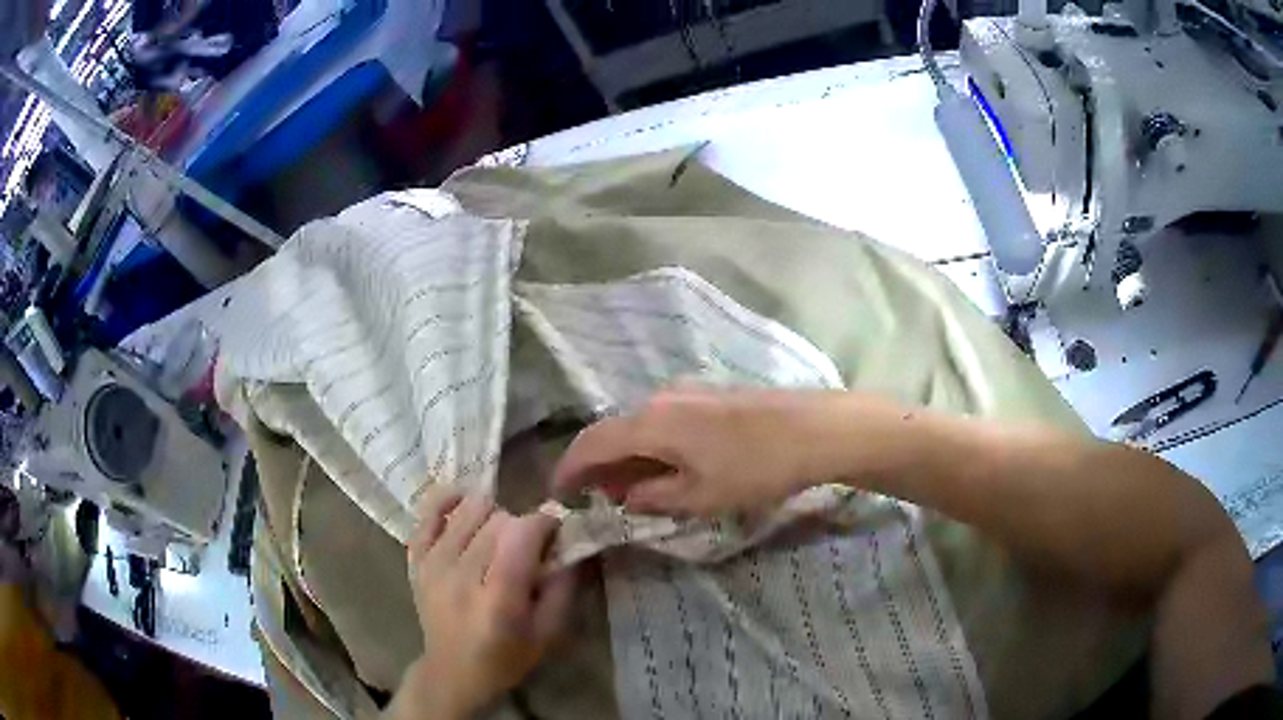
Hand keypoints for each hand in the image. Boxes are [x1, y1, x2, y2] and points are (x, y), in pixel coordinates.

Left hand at [401, 487, 575, 718]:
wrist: (453, 671)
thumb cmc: (507, 657)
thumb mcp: (549, 633)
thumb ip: (564, 587)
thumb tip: (570, 544)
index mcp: (499, 598)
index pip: (523, 534)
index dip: (545, 523)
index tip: (555, 533)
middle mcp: (463, 575)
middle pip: (498, 520)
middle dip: (521, 525)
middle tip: (529, 545)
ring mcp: (434, 563)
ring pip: (469, 510)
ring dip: (492, 514)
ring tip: (499, 535)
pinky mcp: (417, 558)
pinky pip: (428, 511)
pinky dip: (448, 500)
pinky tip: (464, 502)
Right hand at [552, 386, 866, 516]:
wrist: (815, 430)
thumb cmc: (755, 468)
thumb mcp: (700, 496)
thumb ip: (654, 496)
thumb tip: (625, 496)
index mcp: (650, 424)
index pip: (591, 443)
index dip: (569, 469)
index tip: (557, 494)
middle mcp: (660, 398)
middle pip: (613, 431)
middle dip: (599, 466)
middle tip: (598, 499)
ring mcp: (686, 391)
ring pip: (639, 425)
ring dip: (627, 456)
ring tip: (632, 489)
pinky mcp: (708, 394)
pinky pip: (663, 420)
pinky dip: (652, 445)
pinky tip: (666, 467)